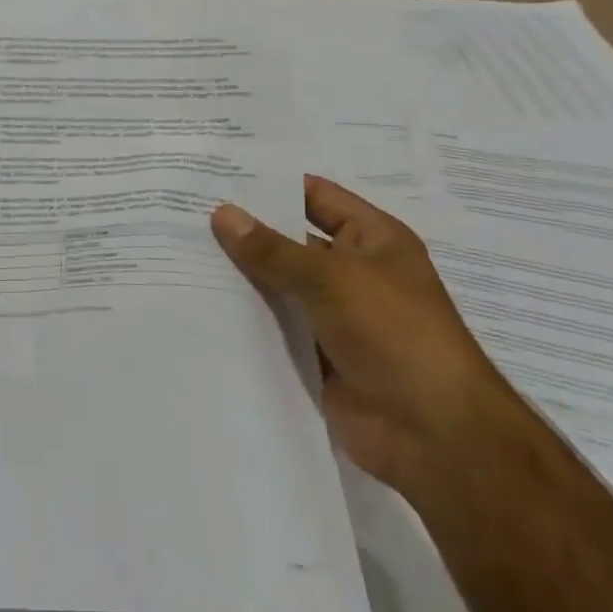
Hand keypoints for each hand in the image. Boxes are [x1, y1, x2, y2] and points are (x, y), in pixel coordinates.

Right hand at [211, 175, 518, 497]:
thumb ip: (273, 249)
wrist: (433, 435)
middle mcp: (353, 271)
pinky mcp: (316, 354)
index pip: (315, 196)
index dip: (270, 185)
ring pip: (278, 285)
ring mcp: (334, 315)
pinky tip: (197, 302)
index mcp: (372, 239)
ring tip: (179, 252)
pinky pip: (274, 326)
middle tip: (183, 212)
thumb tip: (222, 213)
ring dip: (239, 275)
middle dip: (245, 231)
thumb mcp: (334, 279)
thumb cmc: (396, 335)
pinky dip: (244, 317)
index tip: (216, 176)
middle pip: (290, 241)